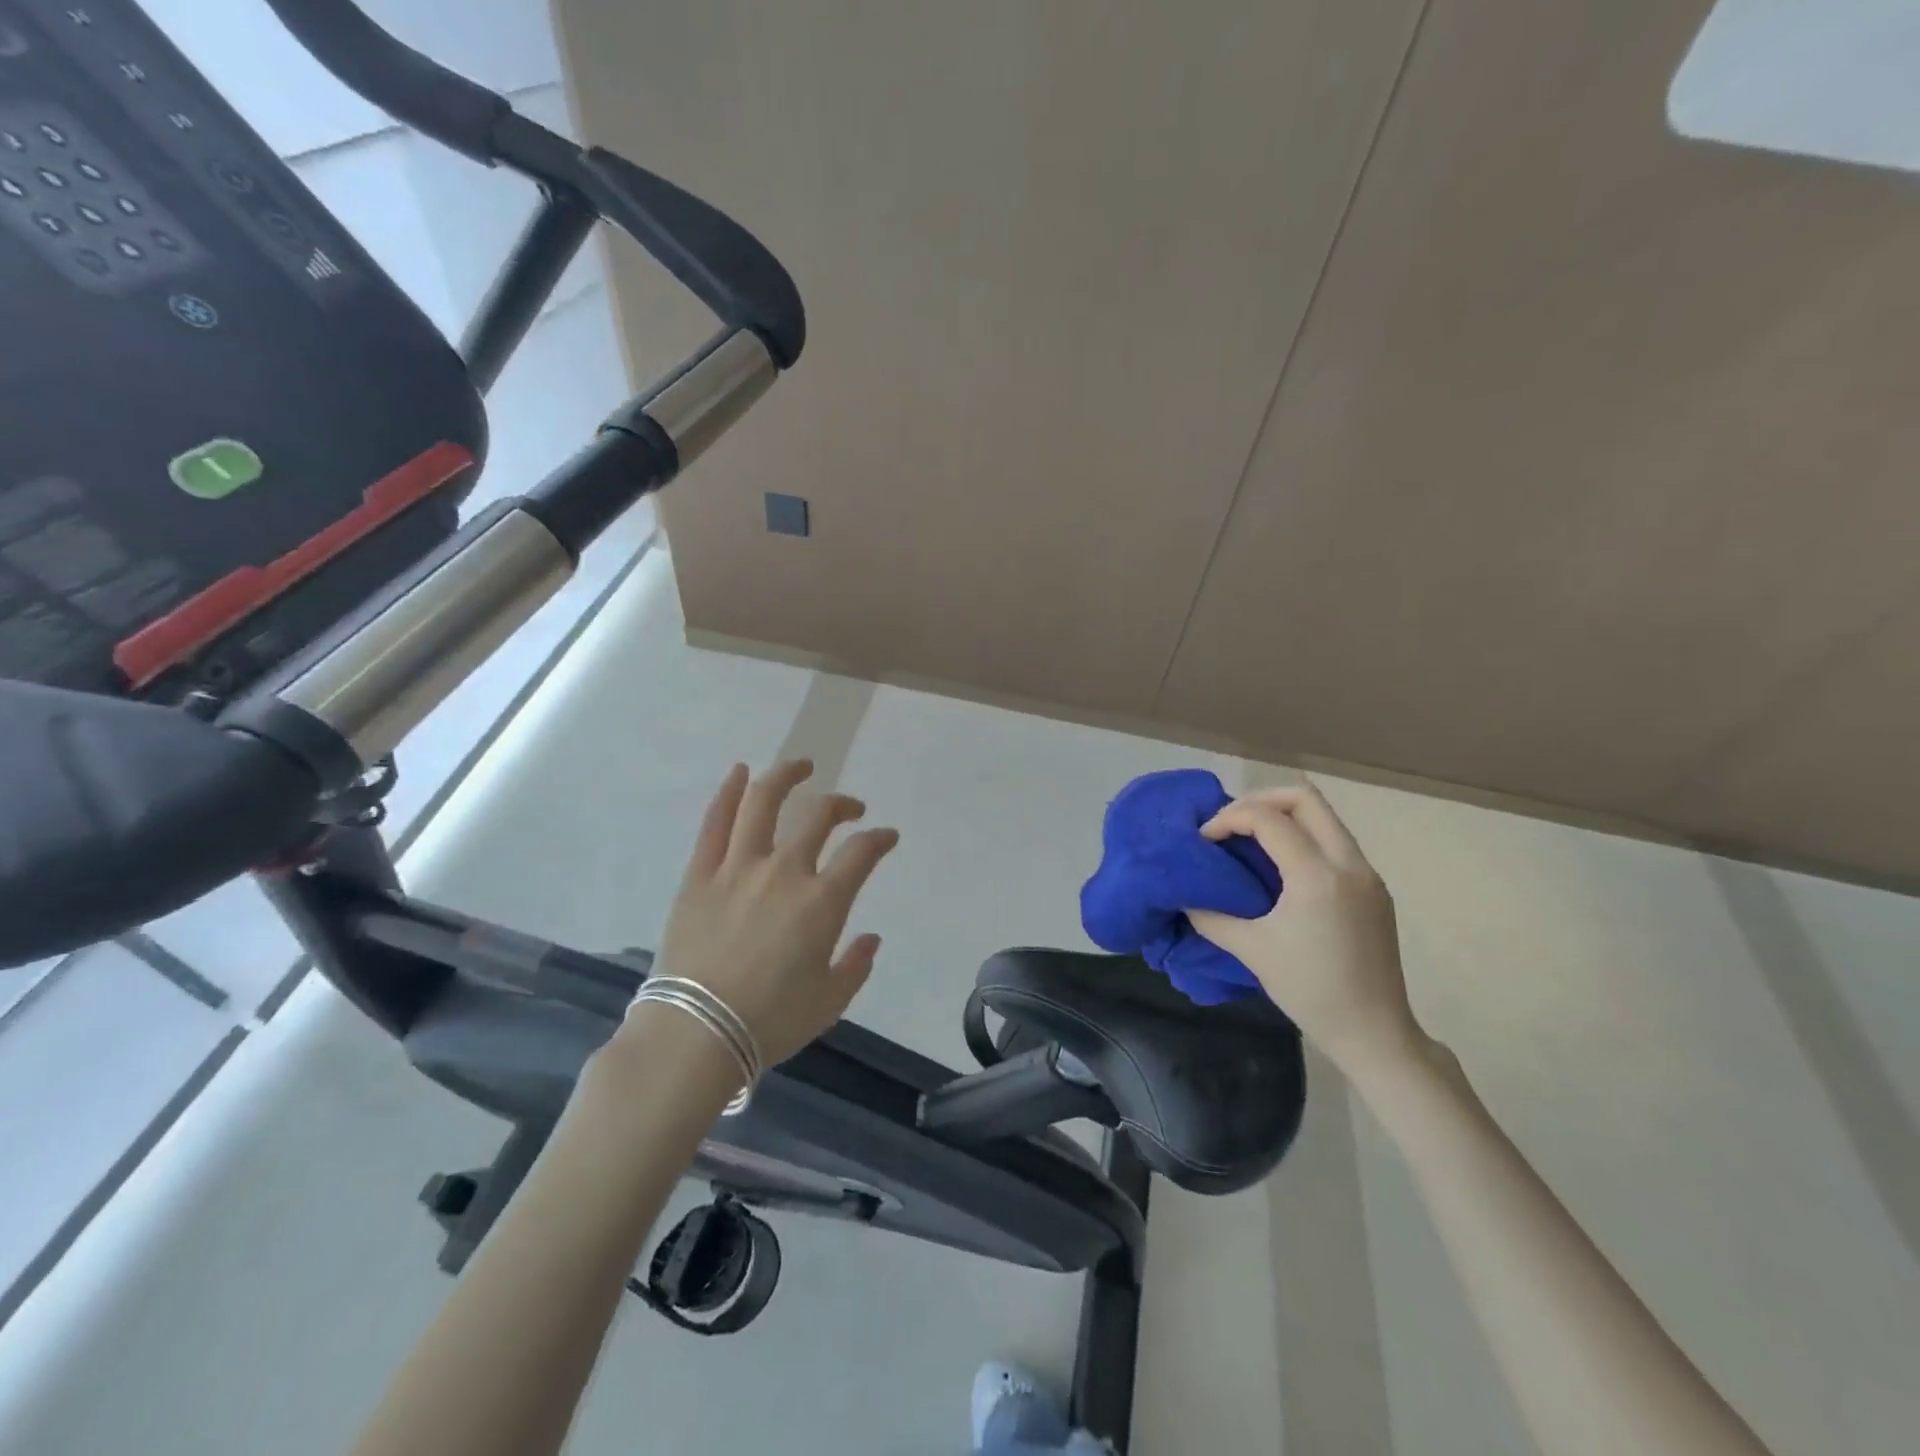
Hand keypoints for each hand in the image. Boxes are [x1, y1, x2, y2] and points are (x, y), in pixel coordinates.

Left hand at [636, 759, 899, 1066]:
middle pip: (818, 817)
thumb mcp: (829, 1002)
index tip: (886, 837)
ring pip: (764, 802)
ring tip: (801, 766)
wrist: (695, 1034)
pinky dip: (728, 792)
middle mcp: (784, 872)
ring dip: (786, 776)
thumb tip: (871, 939)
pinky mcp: (700, 874)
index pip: (862, 853)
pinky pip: (715, 823)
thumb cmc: (769, 1022)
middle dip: (842, 805)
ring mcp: (738, 868)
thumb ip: (856, 965)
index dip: (880, 839)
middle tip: (850, 809)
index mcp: (822, 902)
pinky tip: (739, 772)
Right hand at [1186, 781, 1423, 1074]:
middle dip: (1260, 801)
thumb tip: (1185, 897)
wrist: (1374, 1032)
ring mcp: (1367, 874)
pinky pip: (1335, 841)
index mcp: (1317, 876)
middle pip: (1304, 798)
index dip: (1228, 819)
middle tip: (1230, 824)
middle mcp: (1349, 863)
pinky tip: (1279, 866)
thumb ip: (1211, 916)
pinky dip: (1303, 837)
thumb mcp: (1251, 950)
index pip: (1268, 819)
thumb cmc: (1309, 990)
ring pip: (1324, 816)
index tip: (1205, 841)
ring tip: (1249, 840)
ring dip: (1283, 817)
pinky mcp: (1374, 889)